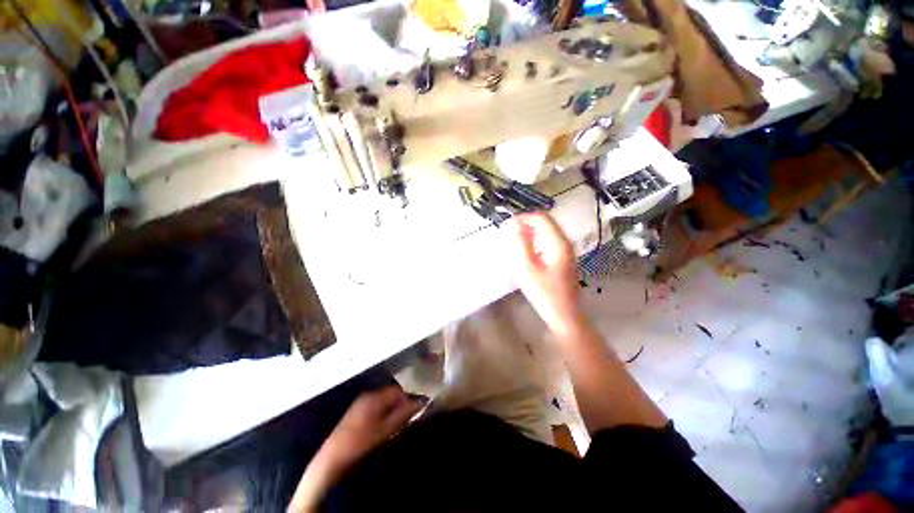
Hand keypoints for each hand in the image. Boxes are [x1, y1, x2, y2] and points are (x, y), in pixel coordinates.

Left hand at [290, 387, 421, 511]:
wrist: (333, 457)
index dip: (408, 398)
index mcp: (375, 397)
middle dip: (400, 403)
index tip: (415, 409)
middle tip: (406, 417)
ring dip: (391, 407)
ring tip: (396, 422)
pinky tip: (383, 423)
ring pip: (383, 399)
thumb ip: (403, 414)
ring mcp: (360, 401)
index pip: (397, 390)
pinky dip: (383, 411)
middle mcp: (367, 394)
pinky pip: (375, 404)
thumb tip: (419, 402)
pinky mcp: (356, 409)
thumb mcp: (386, 429)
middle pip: (390, 393)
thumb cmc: (361, 442)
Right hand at [510, 213, 583, 336]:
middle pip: (547, 223)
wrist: (564, 316)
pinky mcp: (564, 260)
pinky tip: (527, 250)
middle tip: (510, 232)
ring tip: (515, 239)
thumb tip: (515, 224)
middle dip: (527, 223)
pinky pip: (549, 242)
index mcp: (559, 243)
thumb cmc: (545, 294)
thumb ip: (521, 244)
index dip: (524, 217)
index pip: (542, 218)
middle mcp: (566, 244)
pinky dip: (536, 241)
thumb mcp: (528, 268)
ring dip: (531, 232)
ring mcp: (567, 252)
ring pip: (548, 232)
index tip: (508, 224)